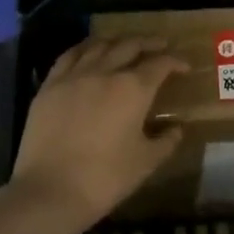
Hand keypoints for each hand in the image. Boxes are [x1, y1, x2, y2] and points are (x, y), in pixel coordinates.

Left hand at [10, 36, 188, 225]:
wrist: (49, 191)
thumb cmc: (105, 178)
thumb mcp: (146, 162)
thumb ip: (166, 141)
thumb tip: (177, 129)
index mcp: (133, 89)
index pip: (160, 64)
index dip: (175, 62)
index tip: (184, 67)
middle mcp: (105, 72)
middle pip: (130, 45)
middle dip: (149, 43)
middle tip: (160, 46)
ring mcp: (74, 76)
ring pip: (99, 45)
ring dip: (118, 41)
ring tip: (126, 45)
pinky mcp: (49, 86)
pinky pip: (70, 56)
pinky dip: (85, 48)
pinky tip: (89, 52)